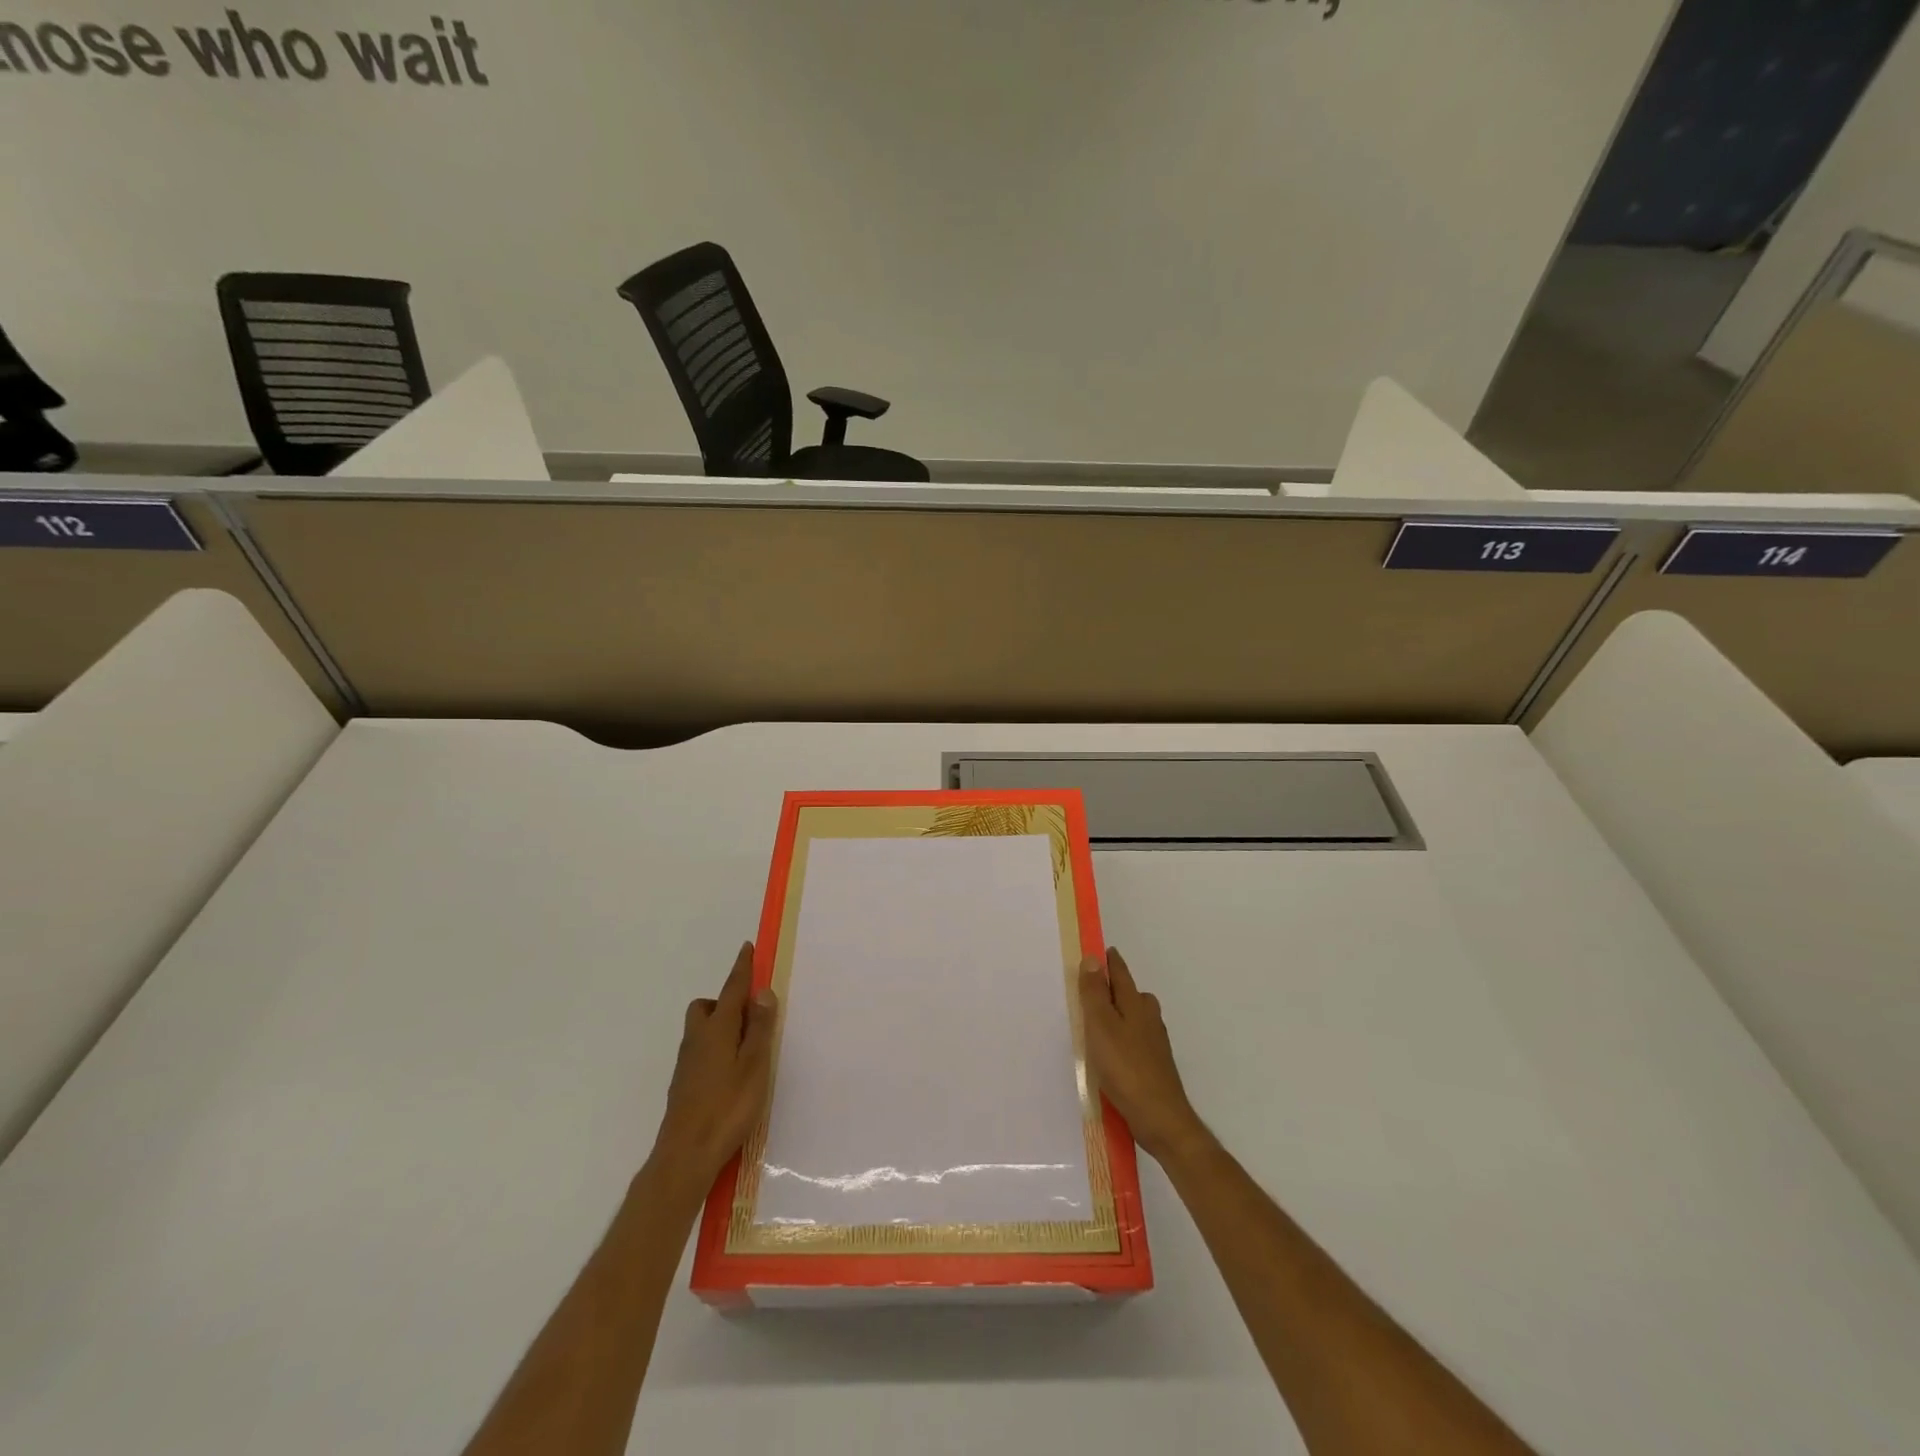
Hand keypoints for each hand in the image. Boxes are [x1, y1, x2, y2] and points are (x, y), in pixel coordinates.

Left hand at [648, 943, 777, 1201]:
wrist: (685, 1155)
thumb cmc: (727, 1107)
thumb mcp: (754, 1065)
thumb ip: (759, 1028)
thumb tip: (762, 991)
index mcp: (717, 1030)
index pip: (732, 990)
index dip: (741, 969)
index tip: (747, 948)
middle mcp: (697, 1040)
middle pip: (706, 1007)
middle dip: (725, 1002)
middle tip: (750, 1016)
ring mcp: (687, 1063)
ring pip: (701, 1030)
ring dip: (721, 1026)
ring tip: (746, 1048)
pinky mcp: (684, 1084)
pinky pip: (701, 1051)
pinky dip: (716, 1048)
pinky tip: (730, 1073)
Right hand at [1079, 947, 1207, 1165]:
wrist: (1161, 1119)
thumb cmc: (1126, 1068)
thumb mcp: (1101, 1027)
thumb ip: (1095, 994)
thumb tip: (1093, 958)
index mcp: (1135, 1004)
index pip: (1120, 973)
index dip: (1108, 961)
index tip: (1098, 950)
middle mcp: (1149, 1017)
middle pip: (1130, 993)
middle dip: (1114, 985)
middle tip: (1091, 985)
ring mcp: (1154, 1042)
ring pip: (1134, 1017)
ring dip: (1118, 1012)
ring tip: (1096, 1019)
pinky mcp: (1154, 1064)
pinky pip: (1134, 1039)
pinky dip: (1122, 1036)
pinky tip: (1110, 1052)